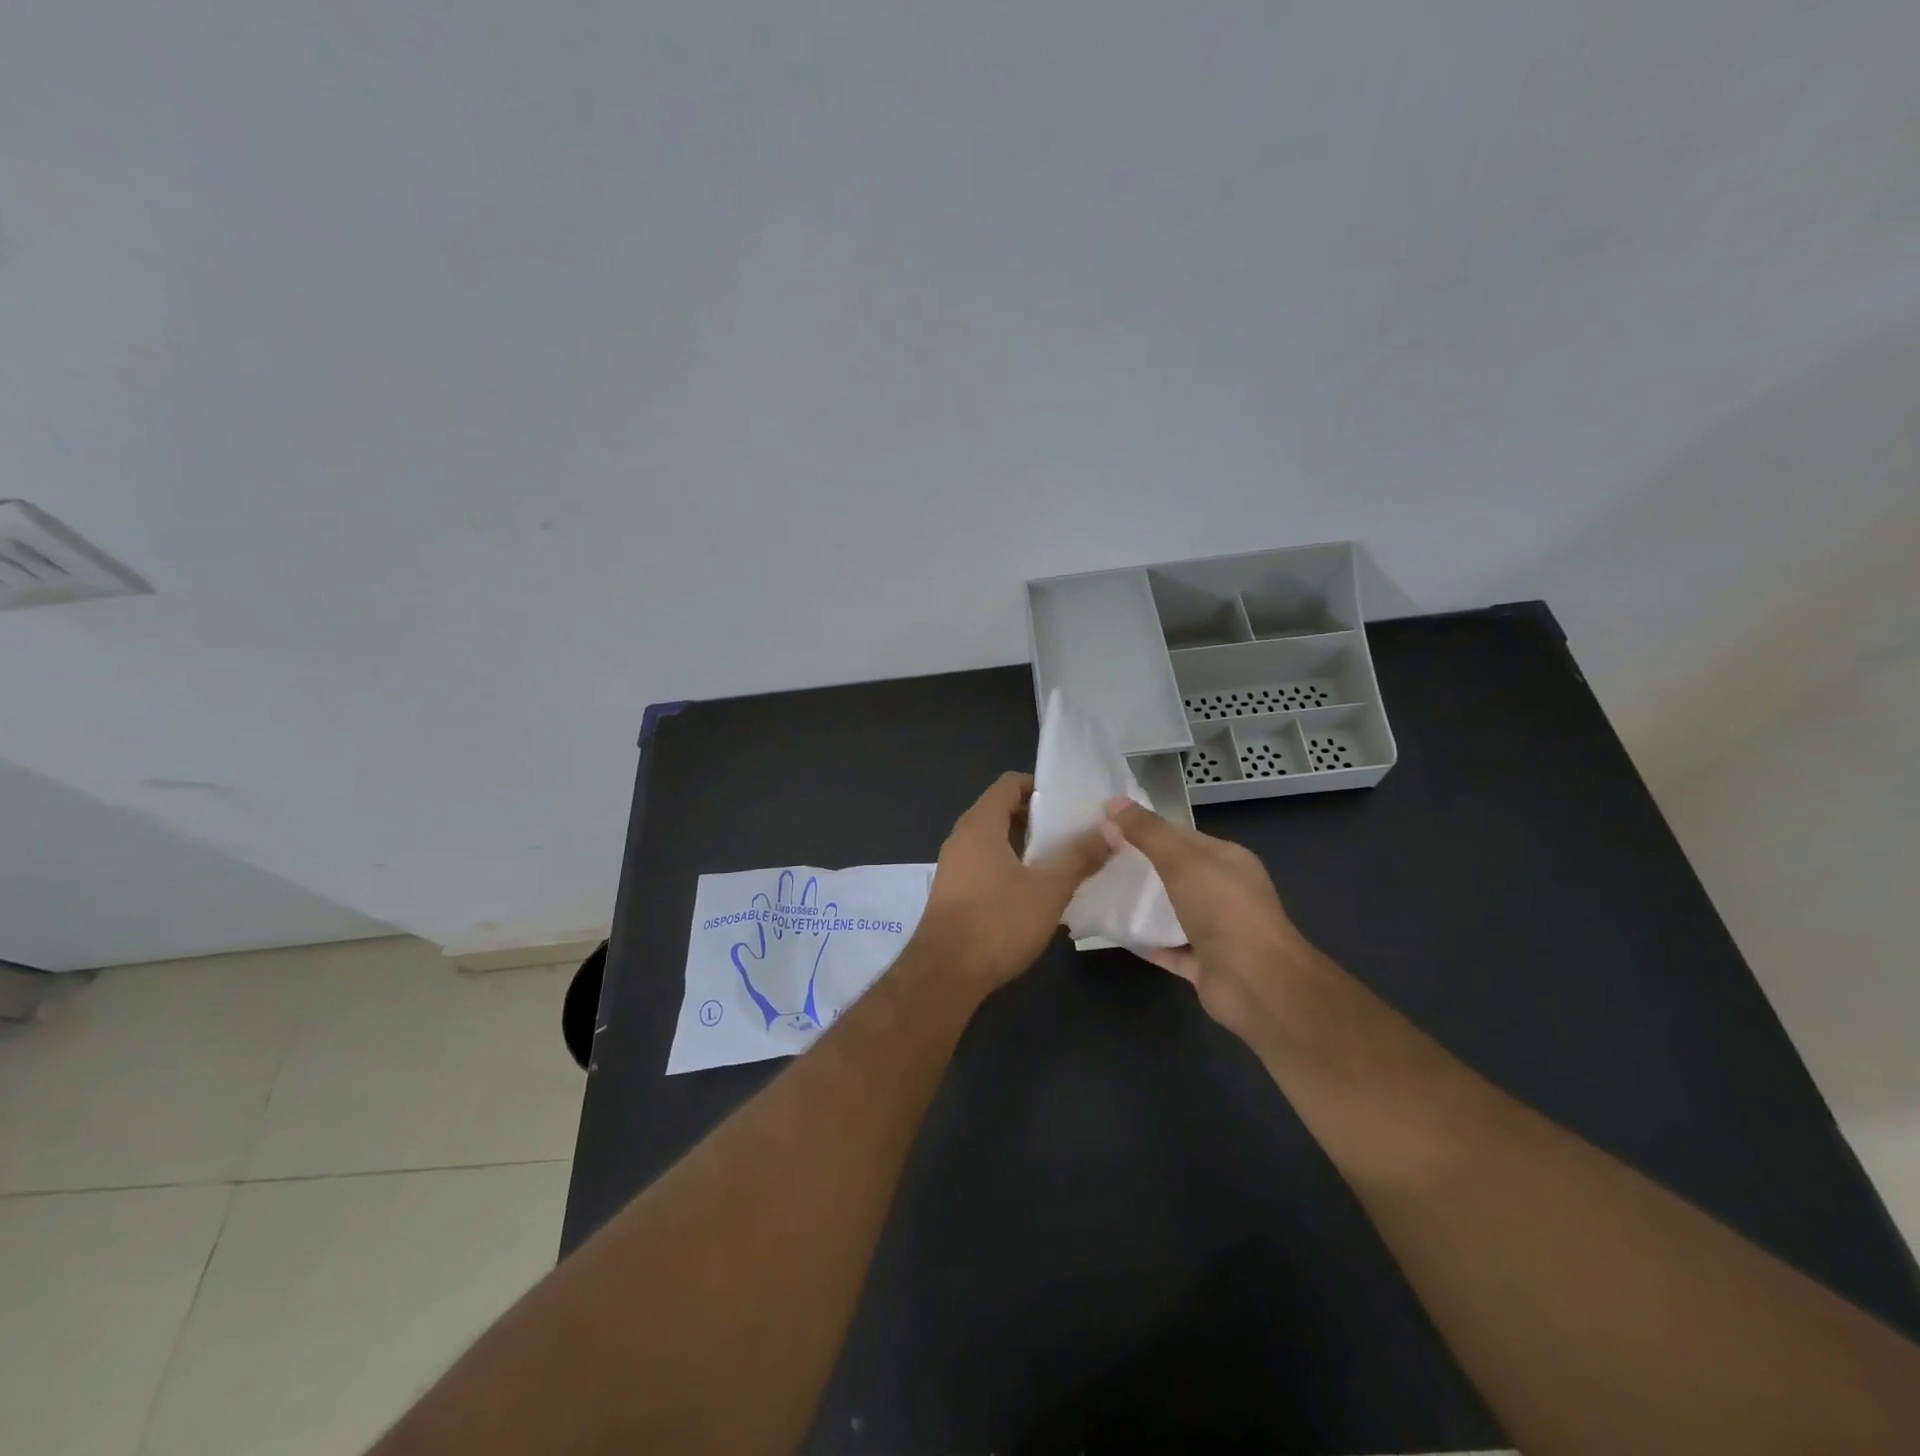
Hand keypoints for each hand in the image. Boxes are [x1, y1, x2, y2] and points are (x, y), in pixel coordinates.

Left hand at [915, 772, 1111, 989]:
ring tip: (1062, 861)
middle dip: (1038, 818)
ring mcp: (954, 866)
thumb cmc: (997, 922)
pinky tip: (1036, 891)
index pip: (1010, 783)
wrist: (944, 974)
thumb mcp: (1048, 889)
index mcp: (981, 824)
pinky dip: (1011, 867)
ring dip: (1026, 846)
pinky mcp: (954, 892)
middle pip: (1002, 810)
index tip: (1071, 803)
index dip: (1041, 787)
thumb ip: (1079, 857)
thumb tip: (1111, 830)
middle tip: (1074, 832)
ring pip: (994, 840)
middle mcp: (962, 837)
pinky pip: (986, 864)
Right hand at [1104, 797, 1323, 1043]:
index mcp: (1227, 860)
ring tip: (1097, 891)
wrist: (1256, 984)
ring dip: (1139, 904)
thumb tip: (1113, 802)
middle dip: (1138, 866)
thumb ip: (1147, 832)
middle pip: (1174, 873)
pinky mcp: (1202, 964)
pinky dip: (1143, 939)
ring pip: (1170, 911)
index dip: (1145, 829)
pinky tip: (1112, 930)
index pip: (1181, 836)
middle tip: (1095, 859)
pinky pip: (1166, 946)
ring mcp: (1215, 930)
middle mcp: (1224, 892)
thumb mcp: (1181, 860)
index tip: (1106, 827)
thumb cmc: (1223, 910)